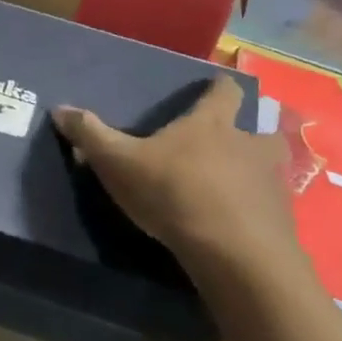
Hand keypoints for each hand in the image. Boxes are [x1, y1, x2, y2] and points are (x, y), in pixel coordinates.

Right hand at [52, 77, 302, 286]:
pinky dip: (258, 209)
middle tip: (225, 146)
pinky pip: (271, 206)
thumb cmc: (174, 193)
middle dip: (246, 132)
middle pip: (259, 127)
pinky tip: (240, 224)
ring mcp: (271, 181)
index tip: (213, 88)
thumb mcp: (119, 163)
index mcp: (212, 124)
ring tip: (236, 185)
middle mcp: (249, 144)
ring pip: (271, 166)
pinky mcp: (281, 219)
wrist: (234, 253)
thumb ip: (91, 135)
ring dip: (256, 171)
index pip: (225, 91)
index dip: (219, 87)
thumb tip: (60, 108)